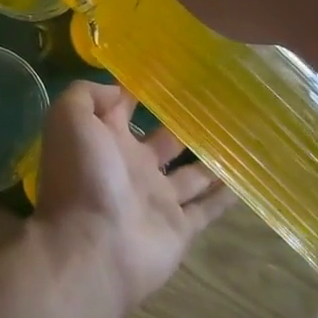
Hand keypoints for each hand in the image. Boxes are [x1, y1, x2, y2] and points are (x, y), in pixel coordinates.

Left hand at [30, 82, 233, 315]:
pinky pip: (207, 208)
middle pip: (162, 139)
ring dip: (212, 157)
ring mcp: (156, 198)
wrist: (92, 248)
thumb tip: (118, 90)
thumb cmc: (80, 176)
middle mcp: (130, 166)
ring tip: (242, 134)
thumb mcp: (69, 119)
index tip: (169, 69)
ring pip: (190, 173)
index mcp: (103, 139)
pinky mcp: (179, 228)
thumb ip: (87, 96)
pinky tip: (249, 177)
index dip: (139, 89)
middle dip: (183, 122)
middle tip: (218, 101)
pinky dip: (226, 195)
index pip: (121, 108)